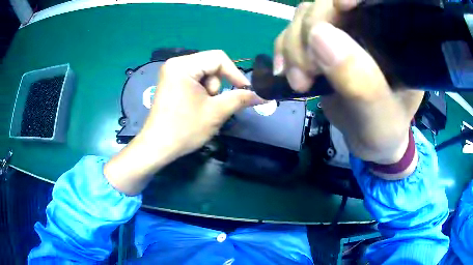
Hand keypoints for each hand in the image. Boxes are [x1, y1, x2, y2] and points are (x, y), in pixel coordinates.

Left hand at [104, 50, 264, 194]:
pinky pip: (195, 80)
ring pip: (204, 73)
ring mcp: (171, 73)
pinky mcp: (171, 82)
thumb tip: (263, 95)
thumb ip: (240, 99)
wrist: (157, 147)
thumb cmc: (184, 129)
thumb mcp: (216, 112)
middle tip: (214, 104)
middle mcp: (175, 63)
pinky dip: (202, 92)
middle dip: (218, 85)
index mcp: (183, 65)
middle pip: (211, 64)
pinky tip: (196, 107)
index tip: (244, 91)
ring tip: (203, 109)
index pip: (219, 58)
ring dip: (210, 90)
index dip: (235, 73)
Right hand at [274, 0, 423, 177]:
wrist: (369, 140)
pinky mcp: (322, 44)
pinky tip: (287, 73)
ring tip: (299, 81)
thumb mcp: (379, 118)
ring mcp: (341, 33)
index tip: (340, 8)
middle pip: (327, 4)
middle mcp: (365, 28)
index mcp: (392, 40)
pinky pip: (292, 32)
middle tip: (306, 73)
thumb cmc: (384, 131)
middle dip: (309, 32)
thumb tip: (319, 36)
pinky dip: (284, 50)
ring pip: (305, 15)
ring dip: (293, 45)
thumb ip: (361, 83)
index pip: (372, 1)